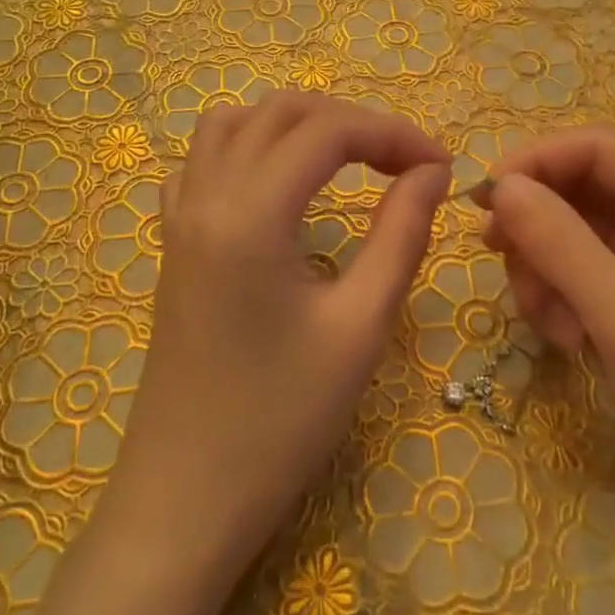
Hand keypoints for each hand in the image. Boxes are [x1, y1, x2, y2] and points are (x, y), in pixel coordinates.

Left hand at [103, 92, 451, 591]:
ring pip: (233, 125)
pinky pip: (201, 163)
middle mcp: (205, 197)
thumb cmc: (281, 421)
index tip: (442, 167)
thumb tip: (432, 173)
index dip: (393, 134)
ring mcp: (178, 219)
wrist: (185, 501)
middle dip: (351, 123)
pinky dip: (248, 149)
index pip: (327, 132)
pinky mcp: (172, 245)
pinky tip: (277, 186)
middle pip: (281, 113)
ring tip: (346, 161)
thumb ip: (401, 235)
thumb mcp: (360, 326)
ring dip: (296, 126)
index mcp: (249, 214)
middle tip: (404, 164)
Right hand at [484, 126, 614, 558]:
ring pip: (578, 232)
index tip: (486, 198)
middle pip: (585, 189)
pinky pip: (586, 272)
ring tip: (547, 324)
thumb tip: (502, 186)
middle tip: (499, 259)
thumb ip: (562, 244)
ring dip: (546, 267)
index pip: (602, 149)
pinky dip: (562, 295)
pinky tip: (565, 339)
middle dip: (538, 222)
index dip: (539, 160)